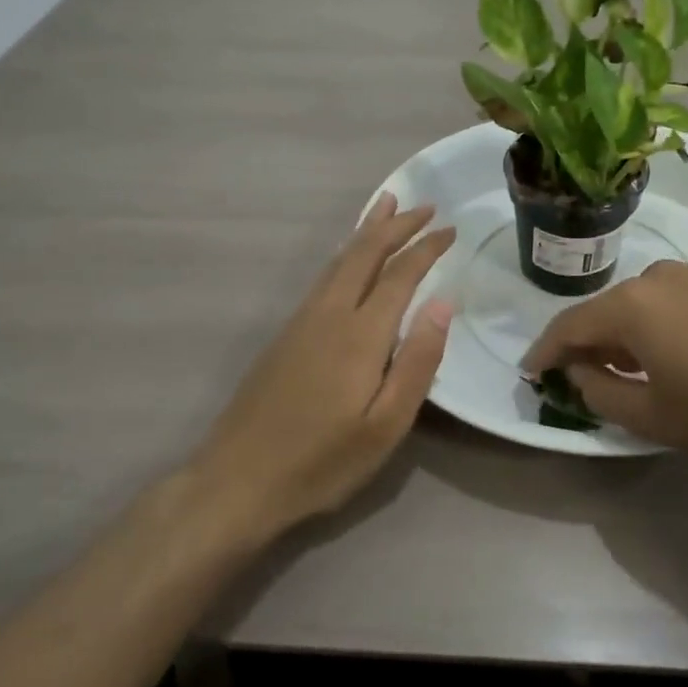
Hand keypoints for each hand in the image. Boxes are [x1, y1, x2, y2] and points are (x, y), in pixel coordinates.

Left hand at [192, 193, 454, 534]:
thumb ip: (418, 361)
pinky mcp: (286, 333)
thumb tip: (443, 302)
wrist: (236, 481)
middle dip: (397, 225)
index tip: (450, 229)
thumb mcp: (385, 426)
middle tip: (426, 205)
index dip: (426, 248)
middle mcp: (330, 314)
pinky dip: (346, 253)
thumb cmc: (321, 461)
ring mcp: (303, 321)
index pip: (400, 274)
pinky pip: (325, 276)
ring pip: (340, 260)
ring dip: (368, 230)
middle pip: (365, 253)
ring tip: (387, 206)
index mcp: (360, 334)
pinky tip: (349, 257)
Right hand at [521, 261, 687, 457]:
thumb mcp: (659, 416)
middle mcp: (653, 281)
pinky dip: (651, 330)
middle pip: (601, 313)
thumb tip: (581, 375)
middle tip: (578, 380)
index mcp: (629, 308)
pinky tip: (669, 357)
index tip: (530, 372)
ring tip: (624, 373)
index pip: (568, 327)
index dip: (545, 352)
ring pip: (636, 308)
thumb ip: (605, 396)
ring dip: (620, 339)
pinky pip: (666, 306)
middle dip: (585, 347)